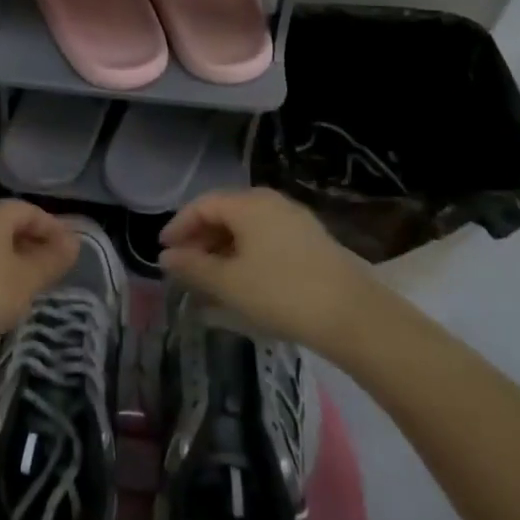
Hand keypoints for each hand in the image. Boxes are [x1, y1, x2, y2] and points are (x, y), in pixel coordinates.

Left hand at [0, 200, 78, 365]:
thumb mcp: (28, 278)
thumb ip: (53, 259)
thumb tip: (74, 243)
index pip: (28, 210)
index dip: (52, 226)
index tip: (71, 249)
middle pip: (11, 225)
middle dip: (36, 242)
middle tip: (58, 266)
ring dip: (20, 260)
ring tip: (39, 283)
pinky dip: (2, 274)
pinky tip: (11, 298)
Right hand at [158, 188, 366, 348]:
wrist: (355, 317)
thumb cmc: (282, 294)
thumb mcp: (229, 284)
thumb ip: (192, 267)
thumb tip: (166, 256)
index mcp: (247, 204)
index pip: (201, 205)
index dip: (178, 226)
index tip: (163, 251)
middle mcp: (270, 202)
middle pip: (224, 212)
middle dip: (200, 238)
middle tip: (185, 266)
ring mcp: (294, 219)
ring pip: (246, 227)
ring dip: (223, 248)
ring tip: (211, 279)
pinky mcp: (311, 240)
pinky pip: (265, 238)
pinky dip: (246, 254)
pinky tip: (244, 281)